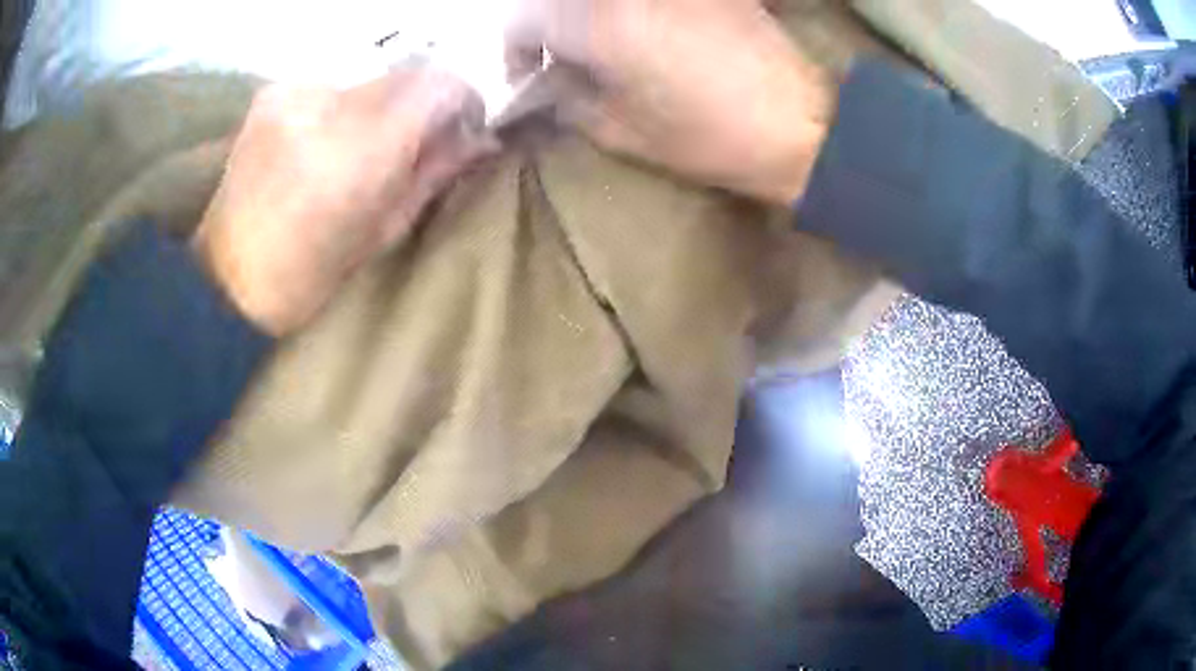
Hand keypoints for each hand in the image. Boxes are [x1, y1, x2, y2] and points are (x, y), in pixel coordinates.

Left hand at [193, 66, 491, 335]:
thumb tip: (483, 139)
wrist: (226, 280)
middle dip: (420, 104)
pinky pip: (330, 86)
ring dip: (379, 107)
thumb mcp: (384, 232)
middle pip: (405, 74)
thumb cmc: (307, 277)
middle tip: (415, 143)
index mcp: (364, 146)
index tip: (463, 128)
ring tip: (360, 150)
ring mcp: (295, 92)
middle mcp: (330, 102)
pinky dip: (341, 108)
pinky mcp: (272, 93)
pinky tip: (325, 143)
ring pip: (367, 80)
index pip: (440, 83)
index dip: (463, 99)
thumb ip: (435, 173)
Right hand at [506, 0, 833, 204]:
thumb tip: (549, 83)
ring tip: (604, 47)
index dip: (516, 51)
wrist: (800, 121)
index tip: (530, 76)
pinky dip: (630, 11)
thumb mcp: (621, 131)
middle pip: (559, 2)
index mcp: (593, 23)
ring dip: (588, 17)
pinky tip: (647, 32)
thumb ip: (569, 100)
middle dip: (550, 28)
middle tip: (563, 59)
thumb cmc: (708, 136)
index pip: (522, 22)